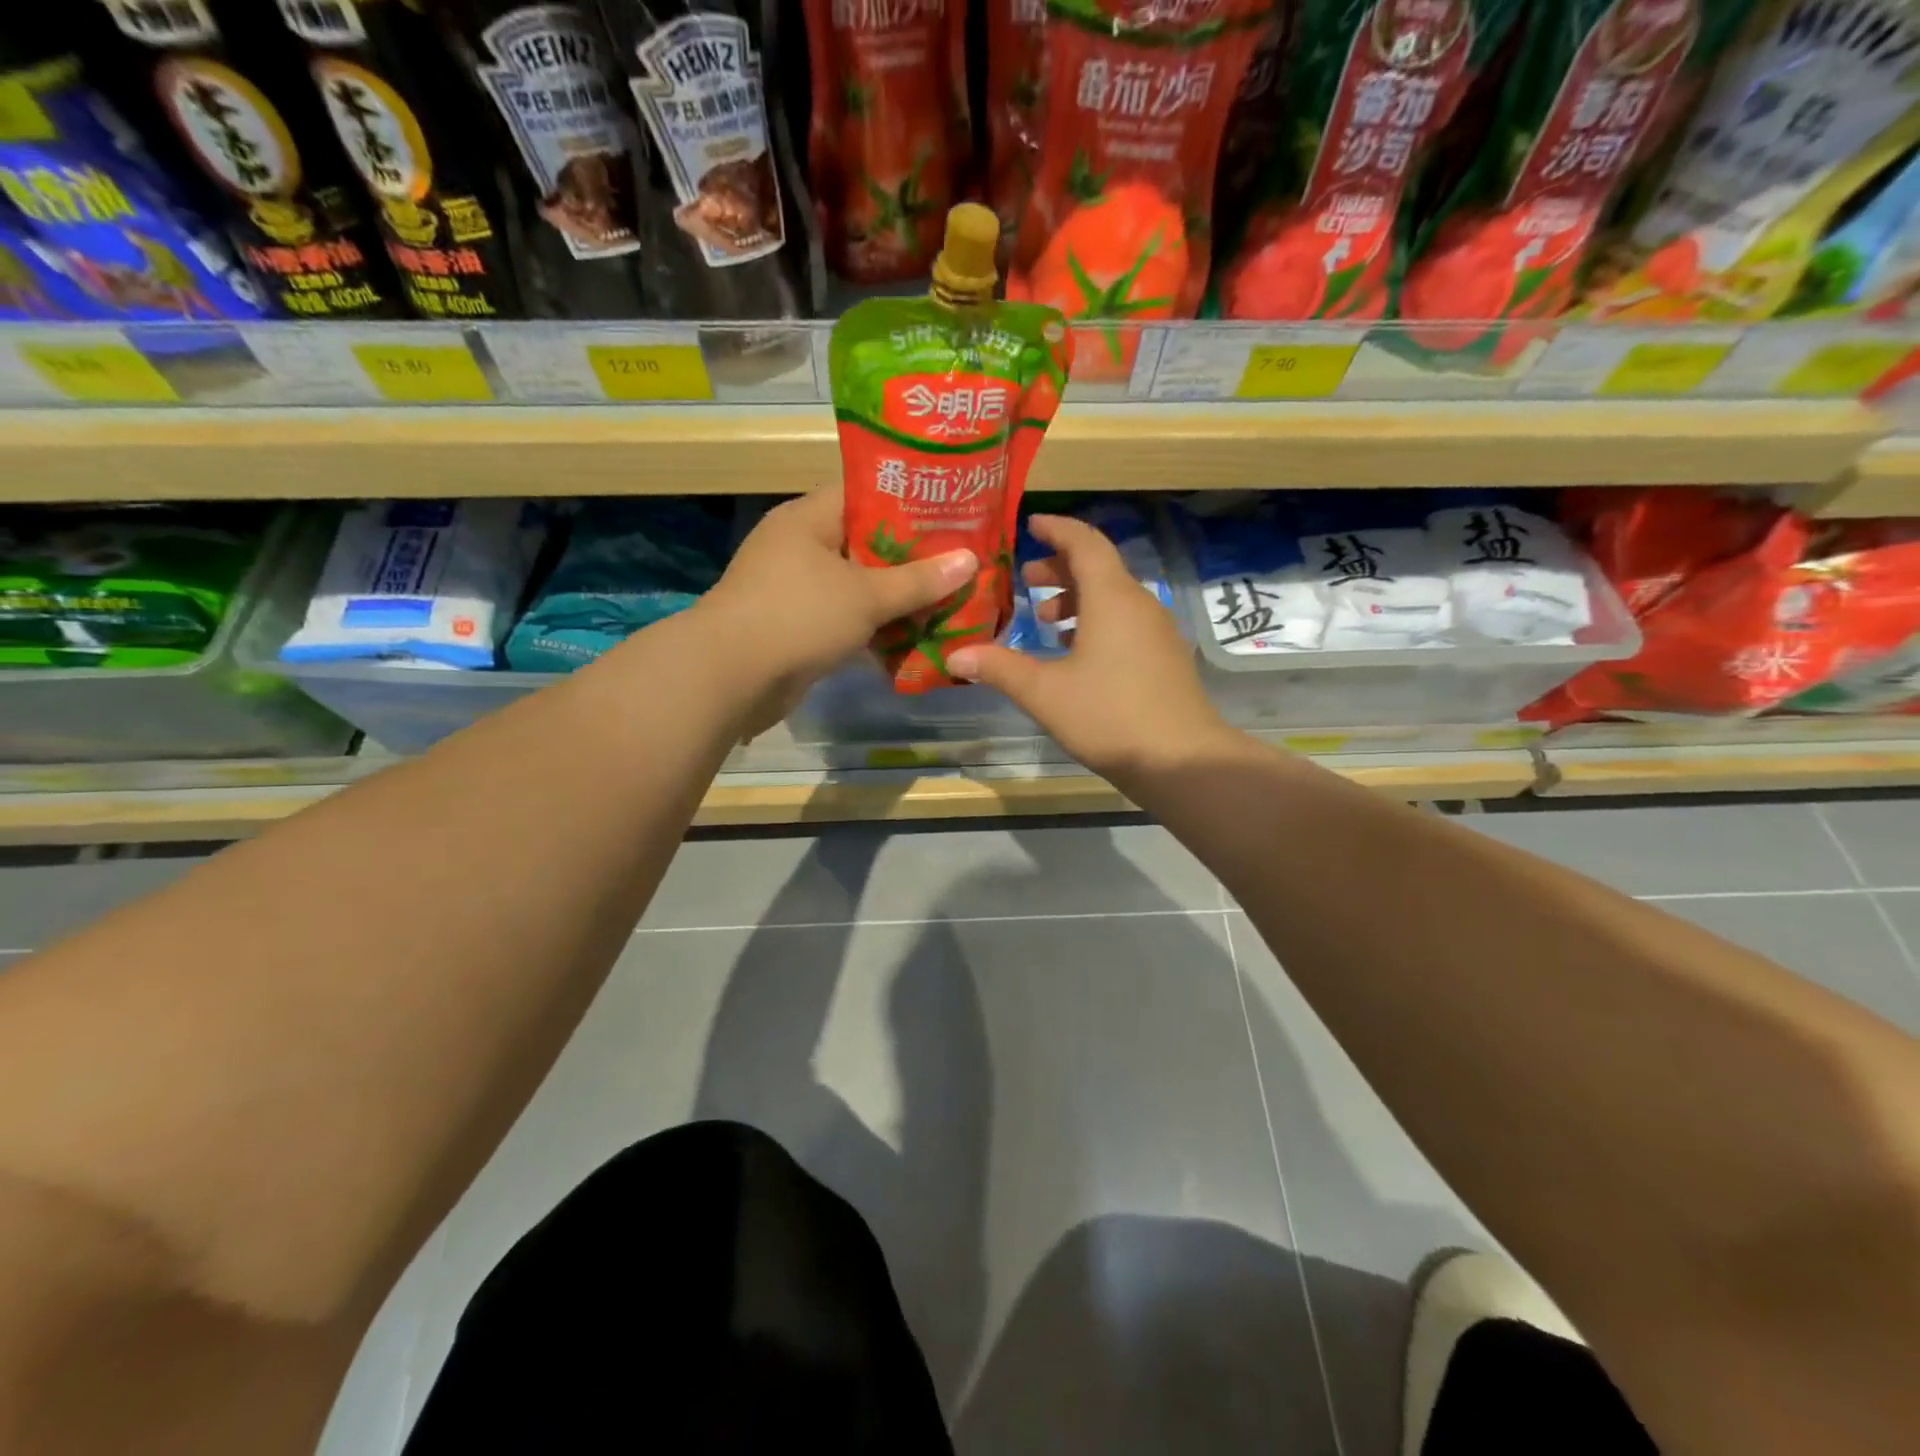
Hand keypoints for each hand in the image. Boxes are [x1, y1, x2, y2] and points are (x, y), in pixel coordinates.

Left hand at [697, 484, 977, 725]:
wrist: (731, 677)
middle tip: (959, 560)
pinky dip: (873, 626)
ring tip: (945, 599)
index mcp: (809, 518)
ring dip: (895, 596)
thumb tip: (970, 561)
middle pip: (865, 542)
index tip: (951, 510)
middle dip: (911, 556)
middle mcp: (799, 546)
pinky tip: (911, 636)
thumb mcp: (866, 595)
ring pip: (856, 584)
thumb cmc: (799, 616)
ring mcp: (794, 588)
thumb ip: (919, 580)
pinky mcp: (795, 626)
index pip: (865, 492)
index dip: (909, 499)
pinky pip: (844, 617)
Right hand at [947, 514, 1232, 784]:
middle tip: (1027, 579)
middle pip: (1099, 569)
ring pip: (1113, 598)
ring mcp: (1157, 632)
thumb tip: (956, 655)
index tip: (1031, 525)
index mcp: (1112, 598)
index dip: (1057, 529)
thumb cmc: (1109, 716)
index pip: (1085, 543)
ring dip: (1078, 600)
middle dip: (1061, 568)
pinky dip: (1096, 623)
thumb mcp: (1044, 693)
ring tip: (1045, 621)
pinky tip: (1075, 655)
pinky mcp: (1164, 658)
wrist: (1181, 761)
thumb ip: (999, 668)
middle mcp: (1139, 604)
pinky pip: (1126, 623)